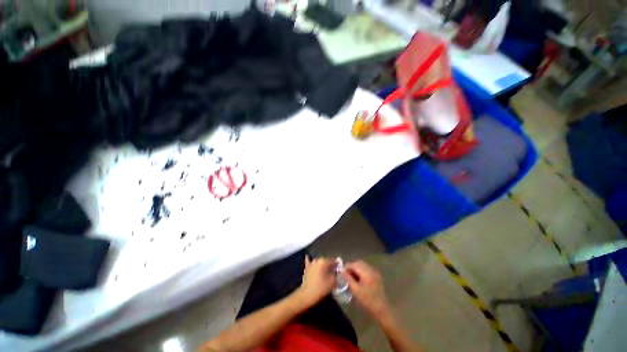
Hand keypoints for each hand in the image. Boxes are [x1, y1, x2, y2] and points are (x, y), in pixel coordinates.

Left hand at [296, 256, 336, 305]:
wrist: (306, 294)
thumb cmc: (321, 288)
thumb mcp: (332, 282)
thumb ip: (336, 275)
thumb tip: (337, 272)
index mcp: (324, 261)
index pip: (333, 260)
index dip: (338, 264)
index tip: (341, 269)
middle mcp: (317, 260)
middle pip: (326, 260)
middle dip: (330, 265)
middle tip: (334, 271)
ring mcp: (311, 263)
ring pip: (319, 262)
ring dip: (322, 264)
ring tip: (326, 270)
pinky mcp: (306, 268)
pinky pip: (309, 261)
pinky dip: (309, 260)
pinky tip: (308, 257)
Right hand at [343, 260, 389, 318]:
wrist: (382, 309)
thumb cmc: (367, 300)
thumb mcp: (355, 290)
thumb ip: (348, 278)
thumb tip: (342, 271)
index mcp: (366, 272)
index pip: (353, 264)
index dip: (346, 267)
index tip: (342, 273)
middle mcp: (370, 269)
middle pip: (358, 263)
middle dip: (351, 267)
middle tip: (346, 275)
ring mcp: (374, 271)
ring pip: (362, 265)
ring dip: (356, 268)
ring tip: (352, 277)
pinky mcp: (376, 275)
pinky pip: (367, 268)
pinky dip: (361, 271)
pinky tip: (359, 279)